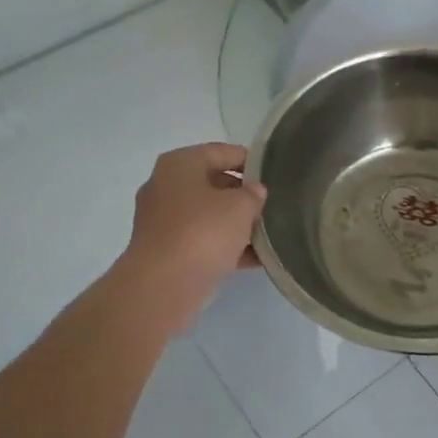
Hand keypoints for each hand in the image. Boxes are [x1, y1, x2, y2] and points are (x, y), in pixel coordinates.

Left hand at [119, 143, 266, 317]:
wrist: (163, 286)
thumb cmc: (203, 231)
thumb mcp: (241, 206)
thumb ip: (253, 194)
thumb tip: (254, 192)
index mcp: (180, 164)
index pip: (222, 151)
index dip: (251, 160)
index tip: (275, 173)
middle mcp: (166, 187)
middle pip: (214, 183)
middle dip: (243, 195)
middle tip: (273, 204)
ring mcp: (163, 221)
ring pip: (208, 215)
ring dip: (236, 224)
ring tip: (269, 233)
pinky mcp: (166, 251)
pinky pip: (202, 241)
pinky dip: (226, 247)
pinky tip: (255, 258)